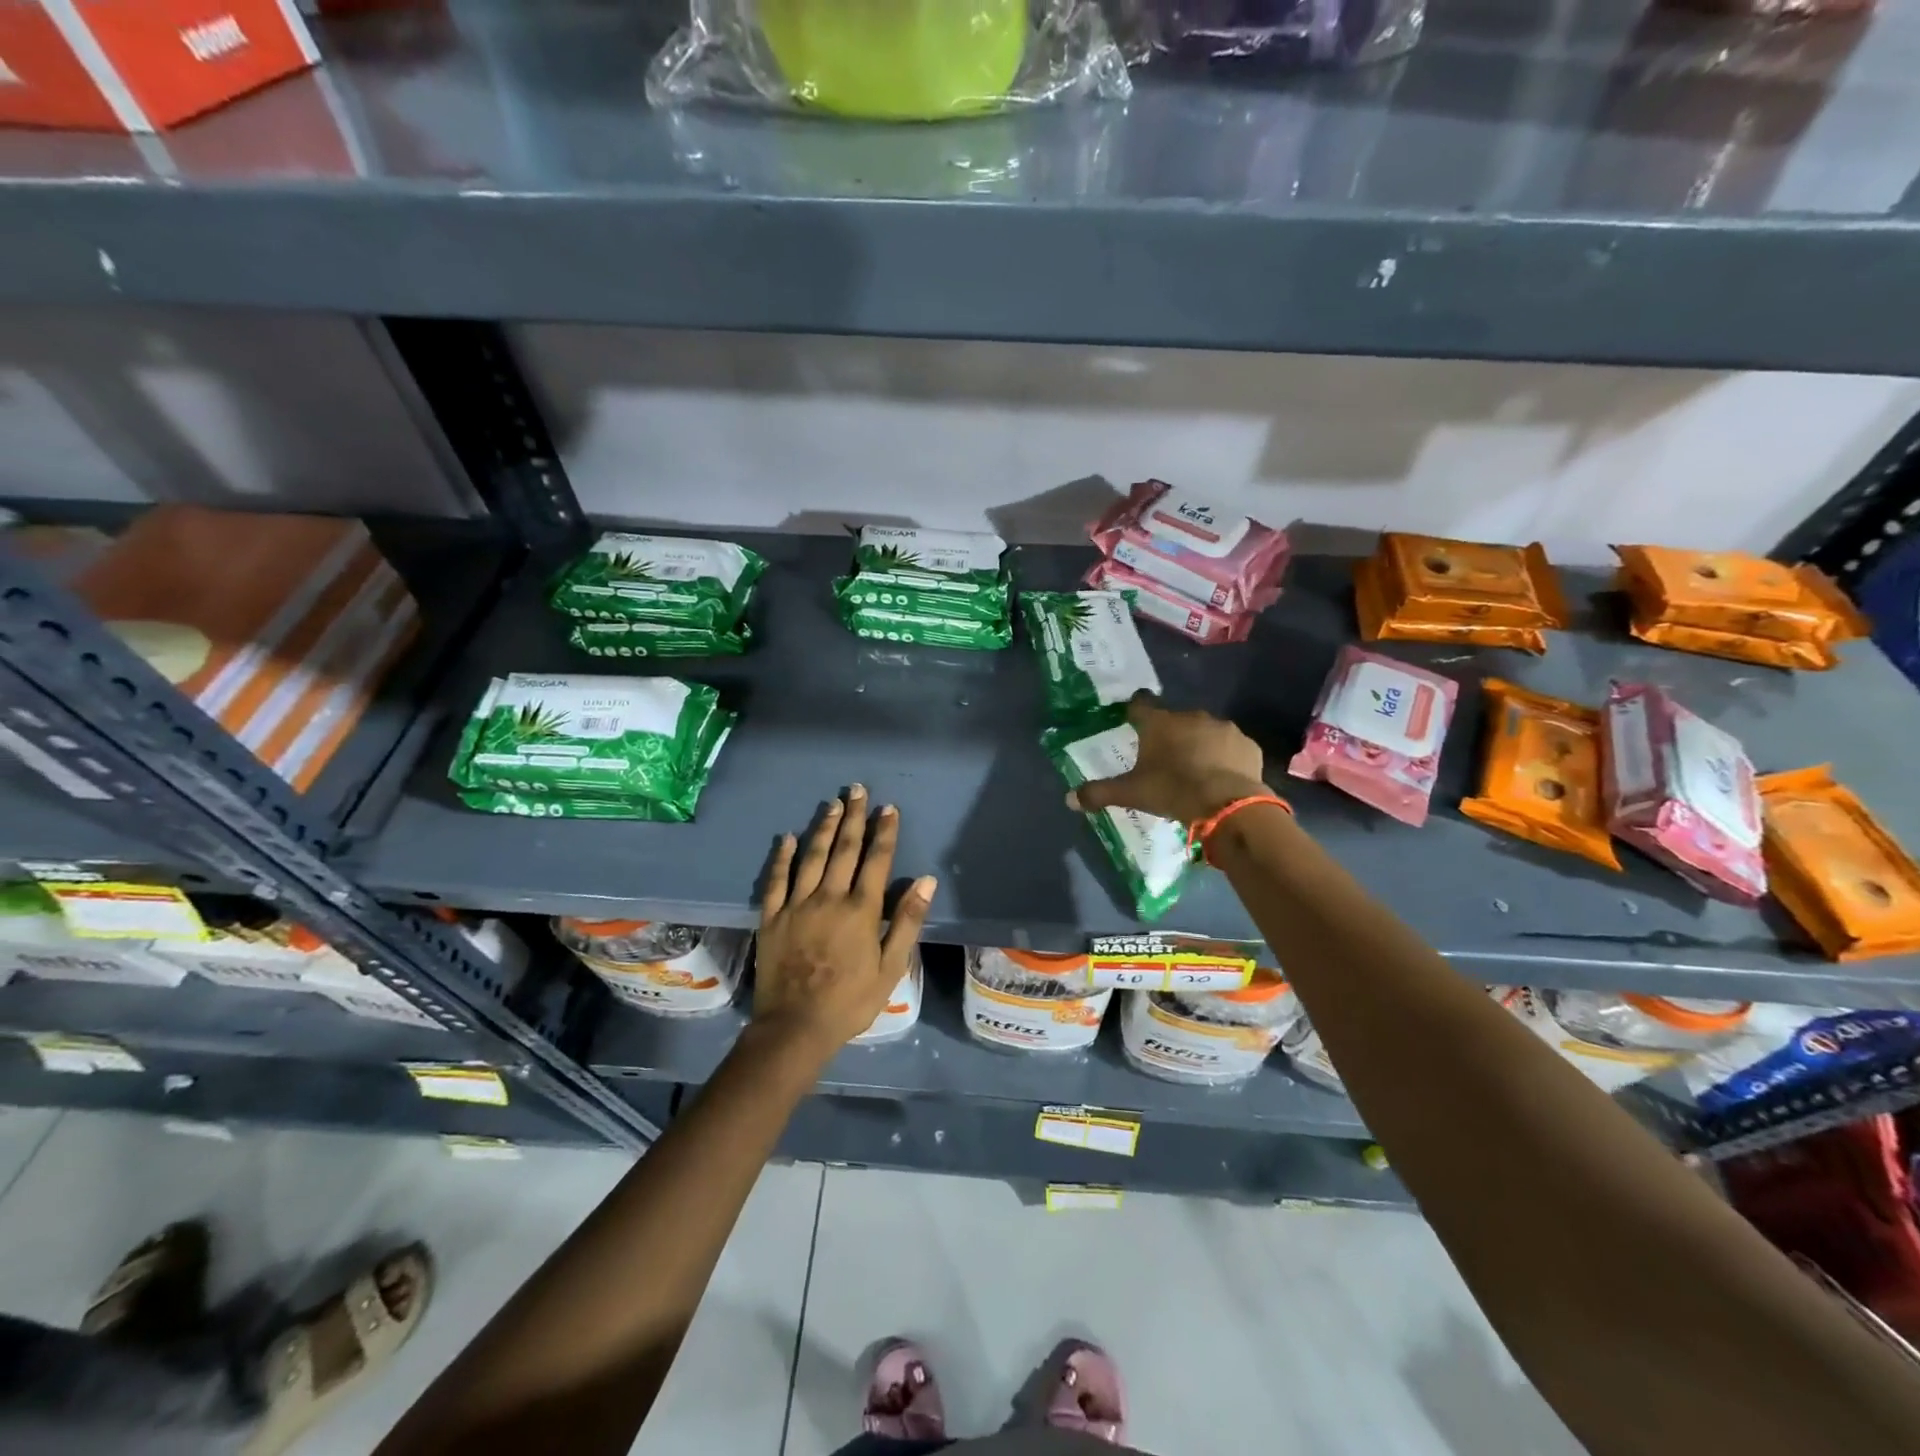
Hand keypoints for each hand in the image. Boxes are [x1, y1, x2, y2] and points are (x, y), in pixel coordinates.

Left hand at [755, 785, 936, 1062]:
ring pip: (811, 856)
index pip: (876, 860)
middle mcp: (829, 898)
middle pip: (843, 849)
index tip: (888, 808)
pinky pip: (776, 880)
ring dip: (823, 827)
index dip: (884, 832)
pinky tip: (788, 838)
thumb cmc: (851, 1000)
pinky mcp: (772, 918)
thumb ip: (906, 920)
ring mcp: (797, 905)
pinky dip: (782, 857)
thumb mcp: (891, 966)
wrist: (796, 1027)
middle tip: (858, 789)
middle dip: (853, 817)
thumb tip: (926, 880)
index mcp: (860, 909)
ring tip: (832, 803)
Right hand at [1066, 693, 1268, 825]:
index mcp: (1159, 723)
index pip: (1140, 705)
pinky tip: (1221, 777)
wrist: (1229, 804)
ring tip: (1195, 770)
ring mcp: (1222, 728)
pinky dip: (1224, 758)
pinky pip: (1230, 747)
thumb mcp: (1131, 794)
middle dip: (1169, 735)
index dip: (1134, 712)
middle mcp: (1190, 717)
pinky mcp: (1247, 744)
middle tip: (1164, 759)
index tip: (1132, 720)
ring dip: (1198, 744)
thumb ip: (1099, 793)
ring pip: (1204, 731)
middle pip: (1174, 720)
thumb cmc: (1173, 790)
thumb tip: (1068, 799)